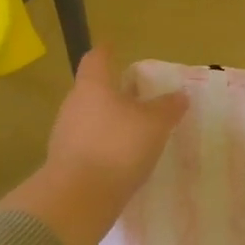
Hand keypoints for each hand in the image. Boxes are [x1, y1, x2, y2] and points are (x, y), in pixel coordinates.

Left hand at [45, 48, 188, 202]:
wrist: (78, 197)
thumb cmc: (118, 147)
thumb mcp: (154, 125)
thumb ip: (167, 108)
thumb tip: (179, 95)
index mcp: (93, 85)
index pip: (97, 58)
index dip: (107, 51)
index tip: (114, 48)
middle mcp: (74, 104)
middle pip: (92, 89)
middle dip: (113, 91)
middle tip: (136, 96)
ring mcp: (65, 133)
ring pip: (89, 117)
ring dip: (108, 120)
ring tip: (133, 130)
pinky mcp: (65, 161)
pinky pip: (87, 144)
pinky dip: (103, 145)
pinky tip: (120, 159)